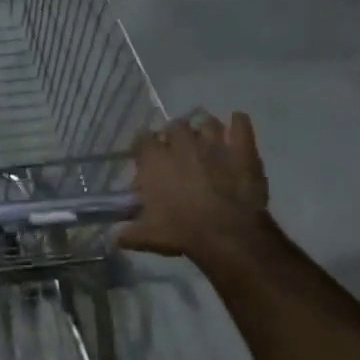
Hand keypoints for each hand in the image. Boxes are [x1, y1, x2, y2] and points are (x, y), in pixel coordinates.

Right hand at [117, 113, 270, 260]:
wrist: (228, 234)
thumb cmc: (182, 232)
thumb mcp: (148, 237)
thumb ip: (130, 234)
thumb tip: (117, 237)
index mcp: (156, 161)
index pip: (142, 140)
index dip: (144, 148)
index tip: (146, 159)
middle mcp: (183, 144)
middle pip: (174, 126)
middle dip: (174, 137)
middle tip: (177, 154)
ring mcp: (215, 143)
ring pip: (207, 122)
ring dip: (204, 130)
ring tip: (206, 143)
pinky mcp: (243, 148)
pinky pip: (241, 123)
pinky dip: (238, 123)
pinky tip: (236, 128)